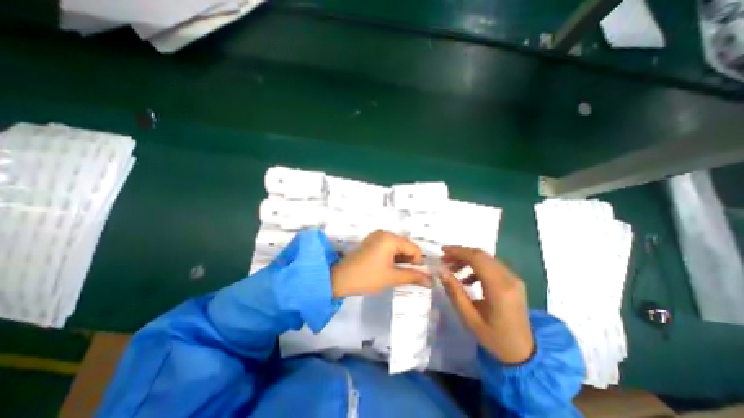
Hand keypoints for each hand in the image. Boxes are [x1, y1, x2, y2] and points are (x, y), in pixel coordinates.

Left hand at [331, 232, 430, 296]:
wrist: (339, 278)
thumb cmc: (367, 277)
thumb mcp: (392, 277)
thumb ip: (413, 277)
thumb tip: (431, 281)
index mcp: (390, 238)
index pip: (414, 248)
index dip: (418, 262)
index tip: (415, 276)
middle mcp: (384, 233)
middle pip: (405, 246)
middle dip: (408, 261)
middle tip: (404, 276)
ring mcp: (376, 236)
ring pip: (397, 247)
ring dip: (400, 260)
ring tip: (395, 274)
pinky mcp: (371, 241)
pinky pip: (388, 247)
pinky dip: (392, 257)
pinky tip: (388, 268)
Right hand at [438, 246, 533, 362]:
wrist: (525, 353)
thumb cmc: (495, 339)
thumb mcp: (469, 318)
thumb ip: (455, 292)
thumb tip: (441, 271)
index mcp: (499, 288)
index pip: (476, 258)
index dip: (458, 251)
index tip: (442, 250)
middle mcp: (509, 278)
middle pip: (481, 255)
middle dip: (460, 253)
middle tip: (444, 259)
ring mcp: (513, 279)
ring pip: (486, 258)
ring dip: (467, 259)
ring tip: (452, 268)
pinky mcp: (513, 281)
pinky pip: (492, 266)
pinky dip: (476, 267)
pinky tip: (466, 279)